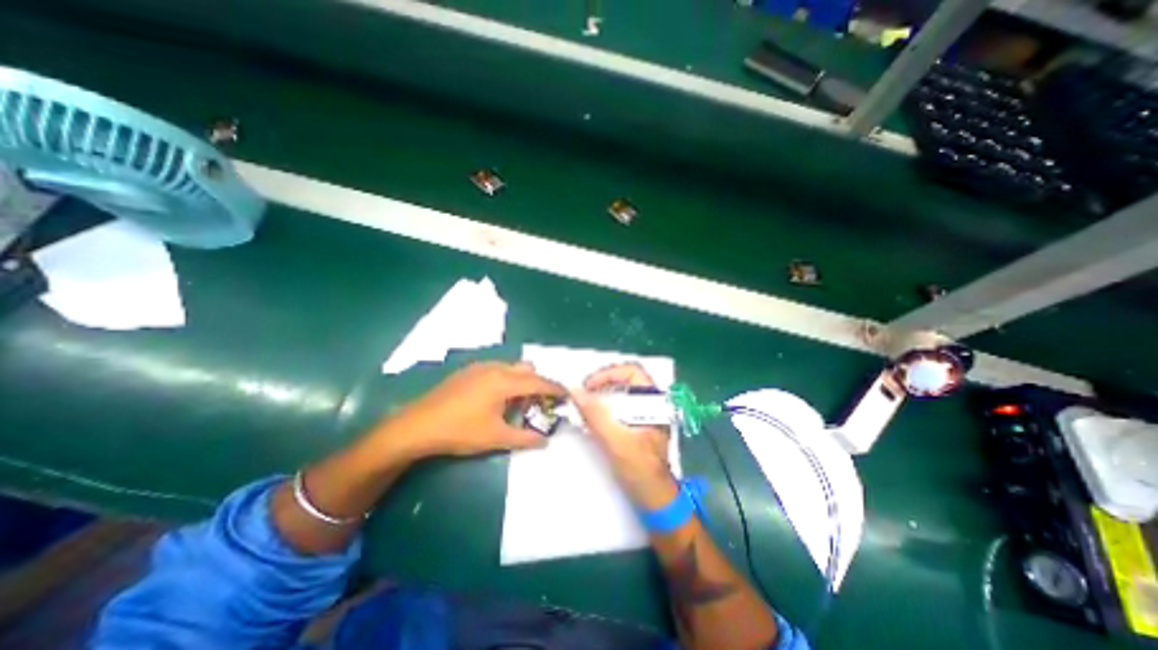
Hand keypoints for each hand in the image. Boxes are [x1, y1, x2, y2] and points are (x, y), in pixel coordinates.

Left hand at [381, 360, 565, 461]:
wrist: (416, 425)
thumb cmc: (460, 431)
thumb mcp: (495, 438)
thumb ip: (524, 438)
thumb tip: (545, 441)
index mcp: (505, 382)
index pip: (539, 382)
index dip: (555, 388)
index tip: (567, 395)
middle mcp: (495, 368)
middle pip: (527, 370)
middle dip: (538, 383)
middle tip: (540, 403)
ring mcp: (480, 367)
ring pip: (511, 368)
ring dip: (521, 381)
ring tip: (518, 402)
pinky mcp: (468, 371)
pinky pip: (497, 369)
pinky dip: (506, 379)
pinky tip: (496, 399)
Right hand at [570, 363, 678, 510]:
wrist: (656, 501)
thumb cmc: (641, 471)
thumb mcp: (616, 442)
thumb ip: (595, 415)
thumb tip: (574, 389)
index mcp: (655, 402)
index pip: (632, 371)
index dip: (608, 373)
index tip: (587, 386)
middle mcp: (652, 403)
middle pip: (626, 379)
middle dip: (602, 381)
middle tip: (583, 392)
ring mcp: (646, 414)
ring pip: (622, 392)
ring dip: (602, 393)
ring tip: (584, 402)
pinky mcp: (639, 425)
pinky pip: (620, 405)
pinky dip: (605, 406)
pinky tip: (593, 416)